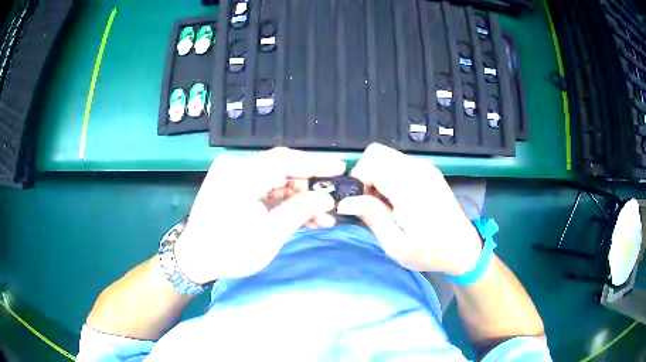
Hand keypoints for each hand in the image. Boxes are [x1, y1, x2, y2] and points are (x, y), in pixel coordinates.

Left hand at [174, 148, 345, 283]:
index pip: (285, 160)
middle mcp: (236, 167)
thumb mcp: (270, 234)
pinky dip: (283, 202)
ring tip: (322, 217)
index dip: (316, 164)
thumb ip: (300, 211)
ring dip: (298, 198)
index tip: (341, 168)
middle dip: (309, 187)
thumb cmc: (229, 250)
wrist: (194, 260)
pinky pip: (265, 189)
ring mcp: (233, 177)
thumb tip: (327, 198)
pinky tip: (303, 216)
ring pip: (275, 181)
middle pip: (281, 169)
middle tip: (332, 201)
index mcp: (240, 174)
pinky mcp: (234, 187)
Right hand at [337, 143, 481, 275]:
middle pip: (376, 152)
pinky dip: (388, 177)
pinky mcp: (428, 170)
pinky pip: (397, 163)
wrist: (463, 248)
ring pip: (385, 156)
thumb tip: (344, 202)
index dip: (359, 181)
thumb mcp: (397, 246)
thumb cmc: (430, 252)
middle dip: (365, 175)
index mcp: (411, 188)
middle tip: (371, 203)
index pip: (372, 162)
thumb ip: (372, 218)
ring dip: (376, 176)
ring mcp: (425, 167)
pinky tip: (396, 200)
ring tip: (384, 204)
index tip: (362, 204)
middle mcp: (418, 169)